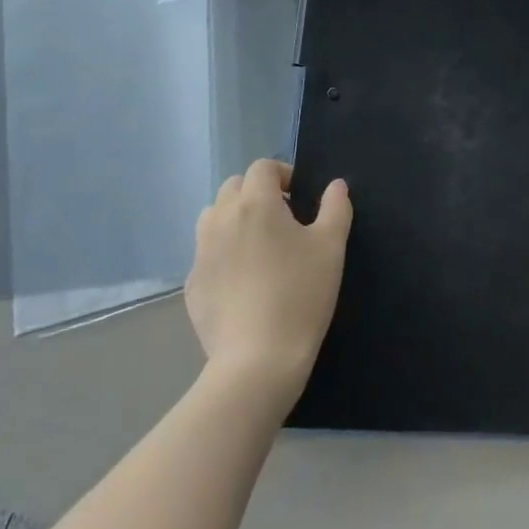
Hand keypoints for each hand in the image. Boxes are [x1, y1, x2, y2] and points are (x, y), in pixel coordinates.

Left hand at [186, 159, 351, 402]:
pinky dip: (223, 254)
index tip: (299, 197)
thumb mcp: (331, 246)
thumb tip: (336, 186)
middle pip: (233, 187)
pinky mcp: (192, 285)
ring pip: (213, 218)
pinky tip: (243, 282)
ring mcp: (201, 253)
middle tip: (281, 220)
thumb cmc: (301, 294)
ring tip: (258, 246)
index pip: (262, 168)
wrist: (257, 360)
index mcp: (256, 203)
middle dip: (256, 193)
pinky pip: (206, 254)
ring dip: (234, 219)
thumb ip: (336, 207)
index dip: (282, 174)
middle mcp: (221, 219)